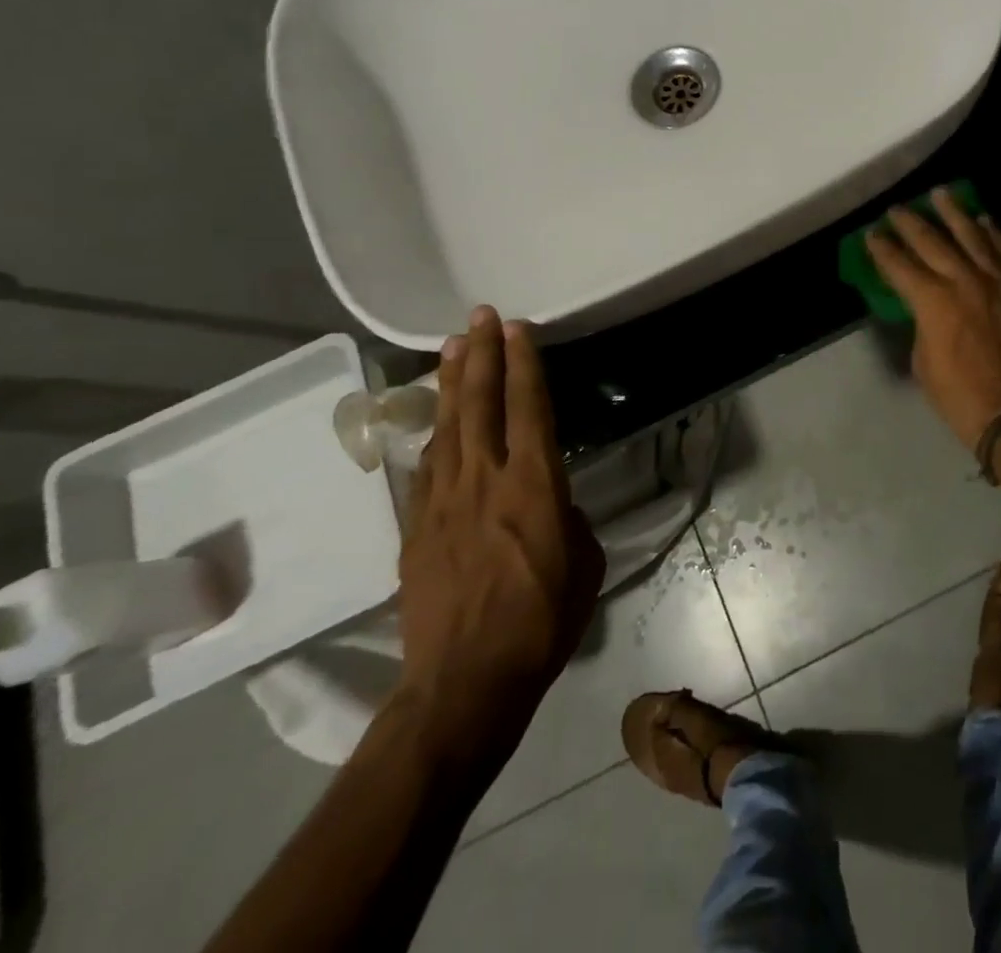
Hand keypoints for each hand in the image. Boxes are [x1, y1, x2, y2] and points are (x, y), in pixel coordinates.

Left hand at [396, 307, 603, 771]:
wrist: (464, 682)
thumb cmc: (542, 622)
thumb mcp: (584, 565)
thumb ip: (569, 520)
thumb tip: (553, 505)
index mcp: (534, 486)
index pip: (529, 408)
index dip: (524, 364)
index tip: (518, 329)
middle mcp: (485, 481)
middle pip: (480, 404)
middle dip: (482, 355)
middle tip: (480, 317)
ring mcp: (443, 502)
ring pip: (446, 427)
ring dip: (451, 383)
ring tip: (451, 347)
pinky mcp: (416, 529)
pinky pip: (426, 468)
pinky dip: (433, 435)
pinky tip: (435, 421)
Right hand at [866, 189, 1000, 450]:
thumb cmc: (960, 396)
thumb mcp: (923, 362)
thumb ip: (921, 324)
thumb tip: (924, 307)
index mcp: (933, 301)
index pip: (900, 266)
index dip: (882, 249)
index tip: (871, 234)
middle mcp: (963, 280)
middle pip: (932, 241)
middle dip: (910, 223)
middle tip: (897, 208)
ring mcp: (995, 281)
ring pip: (972, 235)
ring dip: (954, 212)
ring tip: (941, 193)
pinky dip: (991, 232)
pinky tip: (983, 220)